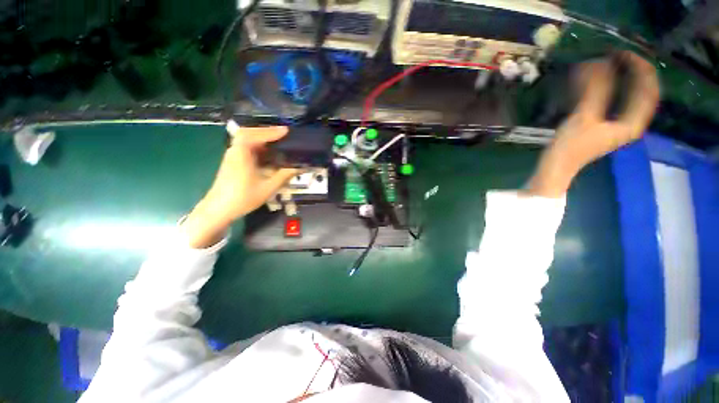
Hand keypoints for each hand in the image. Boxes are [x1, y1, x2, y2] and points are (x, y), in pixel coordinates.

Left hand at [182, 122, 297, 247]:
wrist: (219, 210)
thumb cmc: (243, 198)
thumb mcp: (268, 187)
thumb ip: (284, 175)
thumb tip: (299, 167)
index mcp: (241, 154)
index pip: (255, 135)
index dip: (271, 131)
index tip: (286, 131)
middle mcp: (235, 151)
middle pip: (249, 133)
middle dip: (266, 132)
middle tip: (283, 134)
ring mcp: (233, 156)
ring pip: (247, 141)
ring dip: (262, 139)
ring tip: (279, 142)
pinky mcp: (234, 162)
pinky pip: (247, 149)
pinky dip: (259, 147)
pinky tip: (269, 154)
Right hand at [527, 51, 659, 196]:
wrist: (556, 168)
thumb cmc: (570, 148)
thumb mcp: (583, 117)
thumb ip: (594, 90)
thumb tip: (598, 61)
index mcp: (633, 122)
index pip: (648, 88)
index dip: (639, 67)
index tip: (621, 53)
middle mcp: (630, 121)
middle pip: (640, 89)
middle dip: (630, 70)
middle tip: (614, 54)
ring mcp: (617, 123)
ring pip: (628, 93)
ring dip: (620, 76)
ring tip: (608, 62)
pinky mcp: (604, 123)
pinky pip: (615, 99)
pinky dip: (609, 87)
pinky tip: (599, 80)